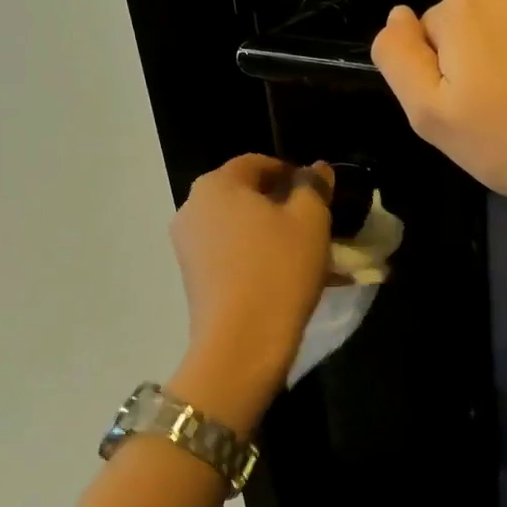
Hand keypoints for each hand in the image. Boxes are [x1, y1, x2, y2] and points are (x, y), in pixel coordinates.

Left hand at [168, 155, 332, 426]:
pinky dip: (257, 256)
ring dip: (271, 233)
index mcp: (218, 184)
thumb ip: (314, 187)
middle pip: (245, 195)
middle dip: (281, 204)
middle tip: (315, 223)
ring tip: (305, 253)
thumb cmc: (280, 269)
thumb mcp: (311, 220)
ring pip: (239, 227)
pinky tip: (286, 275)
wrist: (242, 342)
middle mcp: (193, 207)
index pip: (258, 163)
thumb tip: (316, 168)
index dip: (292, 172)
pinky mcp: (193, 277)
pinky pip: (231, 254)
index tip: (319, 193)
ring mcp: (187, 245)